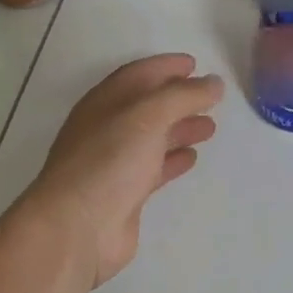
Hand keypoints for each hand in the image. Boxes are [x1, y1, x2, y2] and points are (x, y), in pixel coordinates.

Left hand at [24, 54, 223, 288]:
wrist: (78, 227)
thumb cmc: (109, 161)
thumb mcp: (148, 116)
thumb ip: (183, 96)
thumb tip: (214, 83)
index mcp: (105, 103)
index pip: (138, 75)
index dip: (166, 67)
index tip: (195, 64)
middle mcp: (107, 129)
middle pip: (146, 106)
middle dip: (178, 99)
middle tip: (211, 97)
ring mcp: (114, 163)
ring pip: (152, 138)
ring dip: (179, 129)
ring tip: (209, 127)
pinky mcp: (124, 194)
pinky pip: (153, 168)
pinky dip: (172, 160)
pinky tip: (191, 158)